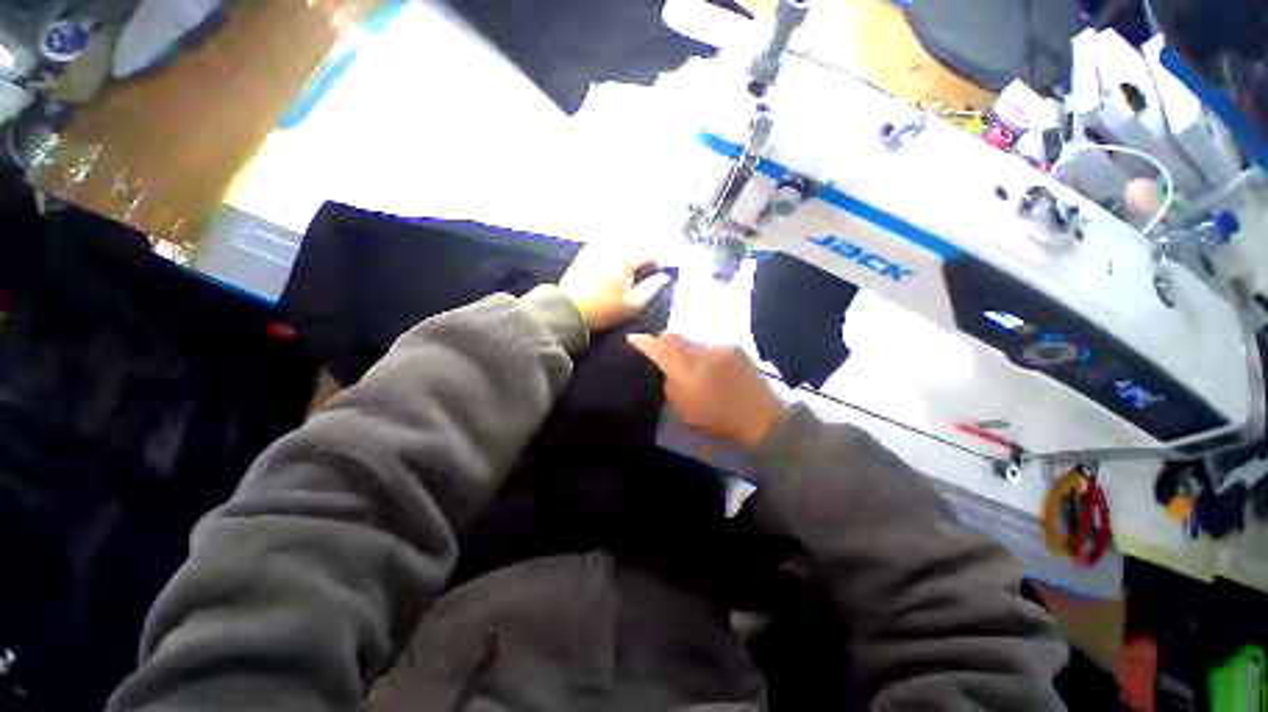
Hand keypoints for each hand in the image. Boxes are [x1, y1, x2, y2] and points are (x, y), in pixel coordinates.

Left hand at [558, 244, 670, 331]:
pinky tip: (614, 261)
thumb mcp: (632, 305)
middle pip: (635, 241)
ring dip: (629, 247)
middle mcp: (611, 248)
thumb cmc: (604, 310)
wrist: (569, 310)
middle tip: (645, 267)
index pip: (648, 252)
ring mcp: (596, 247)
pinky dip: (614, 246)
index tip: (657, 271)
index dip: (657, 260)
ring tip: (631, 264)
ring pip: (620, 239)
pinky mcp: (585, 251)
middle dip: (643, 252)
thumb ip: (651, 289)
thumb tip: (664, 277)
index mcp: (625, 261)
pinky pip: (604, 241)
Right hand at [627, 333, 788, 448]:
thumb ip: (670, 387)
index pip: (658, 349)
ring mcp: (718, 347)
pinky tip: (709, 364)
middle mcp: (700, 353)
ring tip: (689, 361)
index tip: (632, 338)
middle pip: (674, 337)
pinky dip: (703, 351)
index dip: (643, 342)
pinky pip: (710, 344)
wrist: (761, 417)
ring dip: (685, 348)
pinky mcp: (734, 347)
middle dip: (663, 340)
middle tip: (660, 350)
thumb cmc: (718, 420)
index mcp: (685, 372)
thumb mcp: (684, 412)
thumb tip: (665, 372)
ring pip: (692, 340)